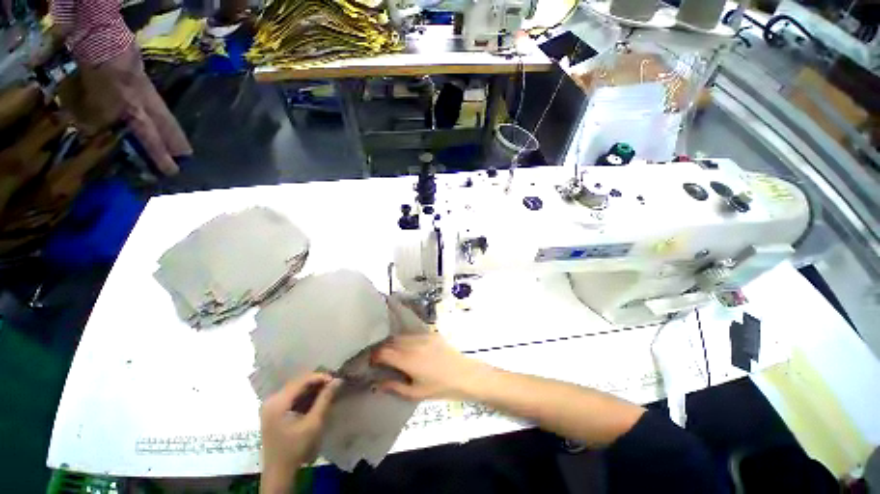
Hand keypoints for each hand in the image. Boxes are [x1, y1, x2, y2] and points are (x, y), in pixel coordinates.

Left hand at [259, 373, 340, 493]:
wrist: (278, 472)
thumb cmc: (296, 448)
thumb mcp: (313, 423)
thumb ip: (325, 399)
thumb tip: (338, 380)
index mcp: (278, 402)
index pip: (302, 380)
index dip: (320, 377)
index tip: (336, 380)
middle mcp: (271, 400)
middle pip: (298, 382)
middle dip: (317, 382)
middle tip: (333, 384)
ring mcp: (270, 405)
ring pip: (295, 388)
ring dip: (312, 388)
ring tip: (328, 390)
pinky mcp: (273, 411)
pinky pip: (291, 396)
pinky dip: (304, 395)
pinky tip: (316, 399)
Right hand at [372, 333, 487, 400]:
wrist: (464, 374)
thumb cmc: (440, 387)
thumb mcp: (415, 393)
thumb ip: (394, 387)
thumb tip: (376, 383)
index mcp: (408, 359)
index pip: (383, 352)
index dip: (373, 356)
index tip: (369, 362)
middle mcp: (413, 344)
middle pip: (390, 341)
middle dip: (381, 348)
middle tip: (377, 357)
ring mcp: (423, 336)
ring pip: (401, 336)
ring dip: (393, 342)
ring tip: (391, 352)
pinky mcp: (431, 333)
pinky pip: (412, 333)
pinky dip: (405, 339)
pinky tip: (406, 346)